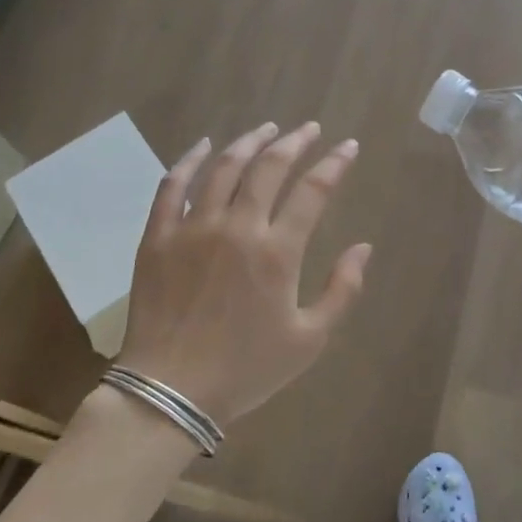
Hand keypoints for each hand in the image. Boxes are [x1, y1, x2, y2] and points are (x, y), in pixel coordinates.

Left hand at [109, 122, 371, 427]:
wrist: (169, 392)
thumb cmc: (246, 370)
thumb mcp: (309, 339)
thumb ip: (342, 290)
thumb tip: (363, 247)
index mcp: (277, 253)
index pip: (313, 191)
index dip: (335, 164)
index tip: (348, 146)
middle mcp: (237, 228)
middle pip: (269, 168)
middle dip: (295, 142)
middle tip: (309, 129)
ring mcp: (192, 229)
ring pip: (223, 168)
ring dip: (249, 142)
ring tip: (267, 129)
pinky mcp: (157, 237)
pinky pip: (172, 187)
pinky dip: (190, 161)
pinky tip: (204, 146)